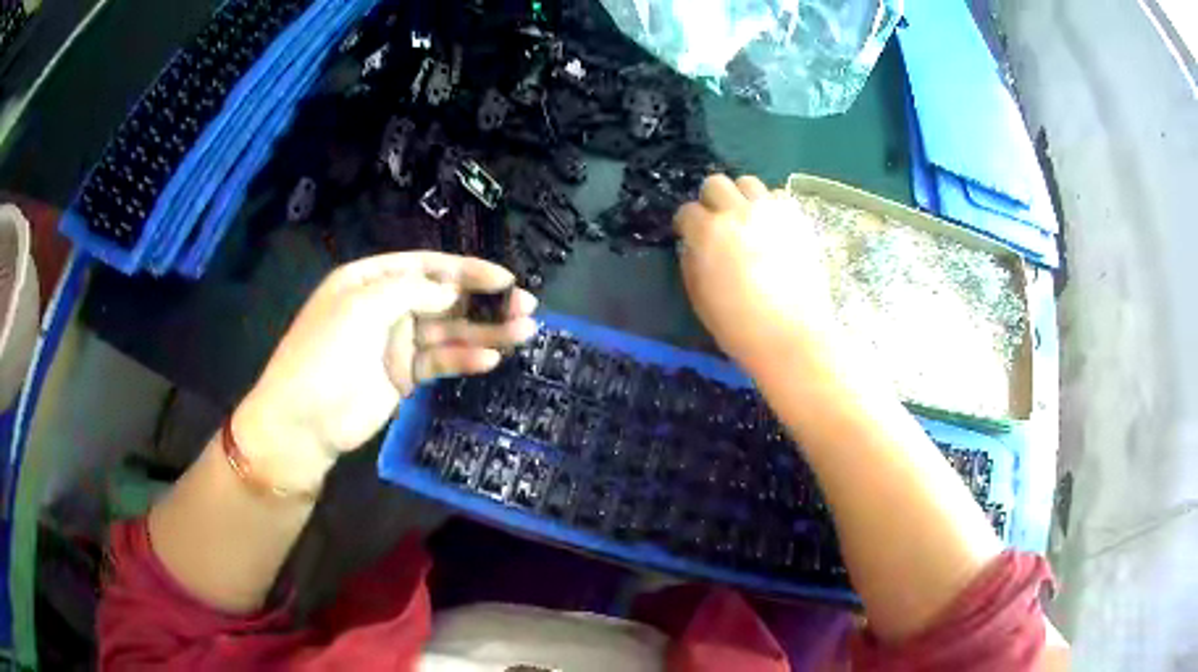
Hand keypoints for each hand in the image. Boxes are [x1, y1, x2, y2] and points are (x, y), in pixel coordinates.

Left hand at [233, 252, 536, 492]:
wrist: (303, 421)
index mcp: (370, 280)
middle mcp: (386, 306)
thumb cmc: (325, 354)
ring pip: (448, 331)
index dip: (466, 271)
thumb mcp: (362, 307)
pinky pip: (440, 362)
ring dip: (485, 332)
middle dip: (484, 302)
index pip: (427, 267)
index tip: (504, 279)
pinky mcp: (404, 376)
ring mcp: (395, 342)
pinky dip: (464, 360)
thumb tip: (451, 292)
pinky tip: (490, 360)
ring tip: (524, 332)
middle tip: (526, 306)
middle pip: (443, 299)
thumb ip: (410, 292)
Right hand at [674, 174, 832, 368]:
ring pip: (748, 182)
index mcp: (708, 233)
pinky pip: (778, 197)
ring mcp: (771, 212)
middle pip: (716, 183)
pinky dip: (771, 207)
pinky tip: (773, 229)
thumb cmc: (738, 326)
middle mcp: (738, 212)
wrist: (791, 335)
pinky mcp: (798, 220)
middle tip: (718, 223)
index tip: (690, 236)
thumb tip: (694, 246)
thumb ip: (692, 263)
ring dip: (742, 198)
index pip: (687, 211)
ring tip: (748, 221)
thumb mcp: (700, 297)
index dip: (686, 224)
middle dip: (711, 201)